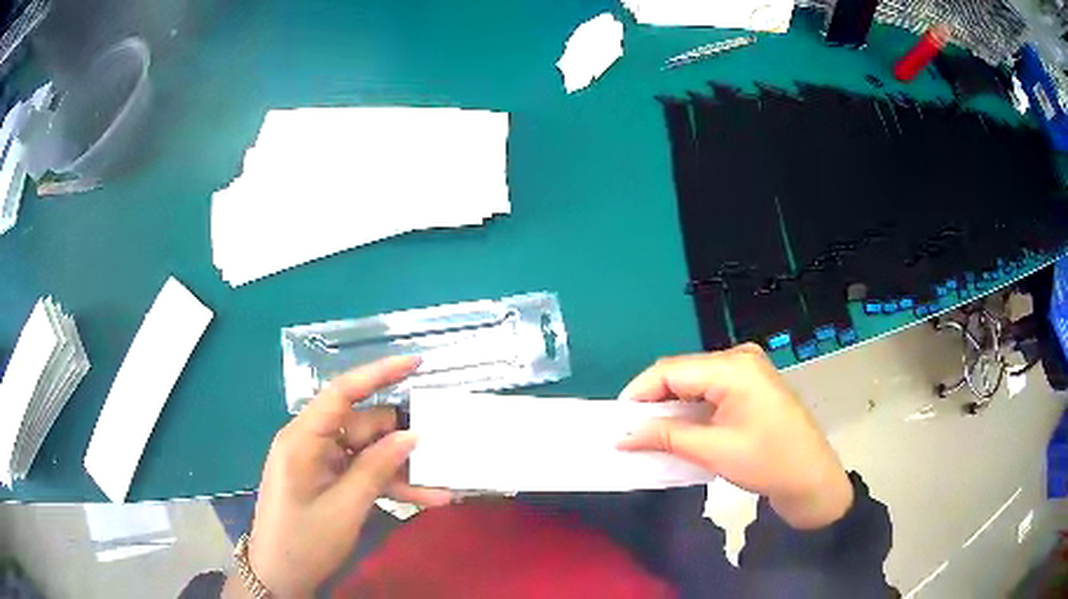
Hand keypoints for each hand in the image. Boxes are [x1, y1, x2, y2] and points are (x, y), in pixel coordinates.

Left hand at [226, 356, 451, 597]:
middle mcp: (311, 442)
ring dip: (401, 469)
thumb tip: (411, 436)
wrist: (281, 576)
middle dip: (401, 439)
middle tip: (443, 449)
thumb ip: (376, 468)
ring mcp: (320, 463)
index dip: (379, 373)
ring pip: (368, 453)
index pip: (342, 392)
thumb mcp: (345, 508)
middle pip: (362, 426)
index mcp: (303, 438)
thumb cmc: (304, 541)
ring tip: (441, 483)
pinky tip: (425, 498)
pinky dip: (390, 485)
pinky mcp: (328, 481)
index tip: (417, 363)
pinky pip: (363, 474)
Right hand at [617, 344, 852, 529]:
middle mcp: (739, 358)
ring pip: (695, 381)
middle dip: (654, 400)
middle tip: (631, 430)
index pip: (671, 370)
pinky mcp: (752, 385)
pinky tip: (680, 427)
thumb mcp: (713, 451)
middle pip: (683, 372)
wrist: (811, 477)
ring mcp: (748, 369)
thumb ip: (666, 437)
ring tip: (650, 432)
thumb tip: (623, 435)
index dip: (639, 393)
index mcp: (733, 367)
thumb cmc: (767, 462)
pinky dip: (691, 407)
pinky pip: (711, 389)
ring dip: (672, 405)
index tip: (617, 421)